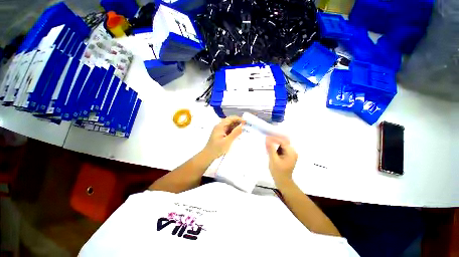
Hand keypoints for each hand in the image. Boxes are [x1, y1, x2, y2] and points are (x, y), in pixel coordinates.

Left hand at [203, 116, 243, 159]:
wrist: (208, 156)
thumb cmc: (217, 149)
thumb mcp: (227, 141)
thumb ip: (235, 133)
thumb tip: (243, 126)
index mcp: (220, 126)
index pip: (230, 119)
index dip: (238, 119)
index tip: (246, 122)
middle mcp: (220, 127)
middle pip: (230, 122)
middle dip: (238, 123)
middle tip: (246, 127)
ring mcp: (220, 131)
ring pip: (229, 126)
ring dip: (236, 127)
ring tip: (244, 130)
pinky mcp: (221, 135)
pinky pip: (228, 131)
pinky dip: (233, 132)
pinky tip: (238, 134)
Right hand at [265, 136, 297, 187]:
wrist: (283, 182)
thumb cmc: (278, 171)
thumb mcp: (273, 159)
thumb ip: (271, 149)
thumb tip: (267, 139)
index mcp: (291, 152)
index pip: (283, 141)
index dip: (274, 138)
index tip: (266, 138)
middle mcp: (292, 152)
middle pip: (283, 142)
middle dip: (274, 140)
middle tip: (266, 139)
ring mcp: (290, 154)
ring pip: (282, 145)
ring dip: (275, 144)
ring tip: (267, 144)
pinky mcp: (287, 156)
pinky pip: (281, 149)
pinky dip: (276, 148)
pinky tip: (270, 149)